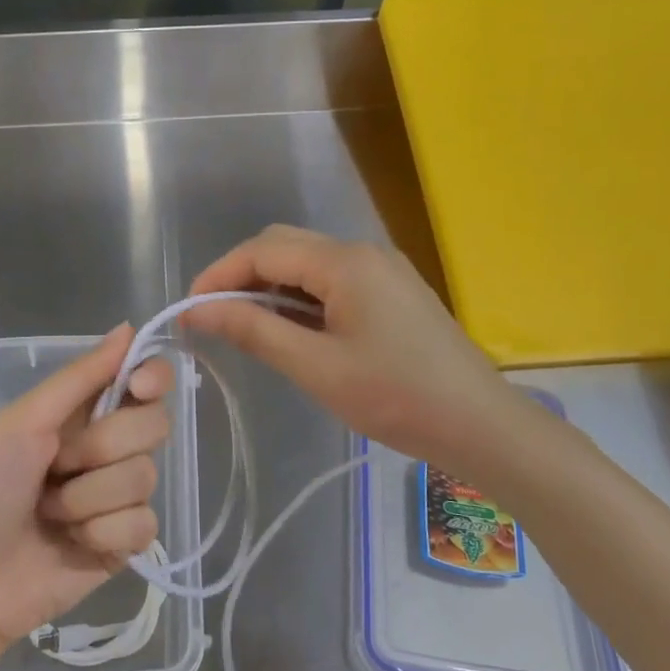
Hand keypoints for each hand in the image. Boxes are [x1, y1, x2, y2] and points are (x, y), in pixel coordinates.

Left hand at [0, 326, 175, 661]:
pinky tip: (73, 544)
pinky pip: (144, 524)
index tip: (140, 388)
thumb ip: (80, 377)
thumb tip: (129, 328)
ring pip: (145, 477)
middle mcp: (110, 449)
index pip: (146, 381)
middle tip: (57, 465)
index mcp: (85, 414)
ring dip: (88, 498)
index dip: (152, 378)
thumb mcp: (23, 422)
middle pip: (154, 426)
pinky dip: (102, 533)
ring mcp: (120, 498)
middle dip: (102, 447)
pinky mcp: (126, 543)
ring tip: (51, 514)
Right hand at [185, 225, 521, 469]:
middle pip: (284, 246)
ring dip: (271, 287)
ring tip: (244, 327)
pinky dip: (301, 297)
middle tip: (213, 317)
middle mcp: (363, 252)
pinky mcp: (393, 291)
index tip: (189, 309)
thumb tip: (199, 310)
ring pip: (309, 263)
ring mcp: (382, 269)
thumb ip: (255, 331)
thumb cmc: (395, 397)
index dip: (220, 275)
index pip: (263, 251)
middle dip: (242, 275)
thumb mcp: (316, 367)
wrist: (480, 424)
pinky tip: (290, 329)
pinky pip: (333, 280)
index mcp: (344, 262)